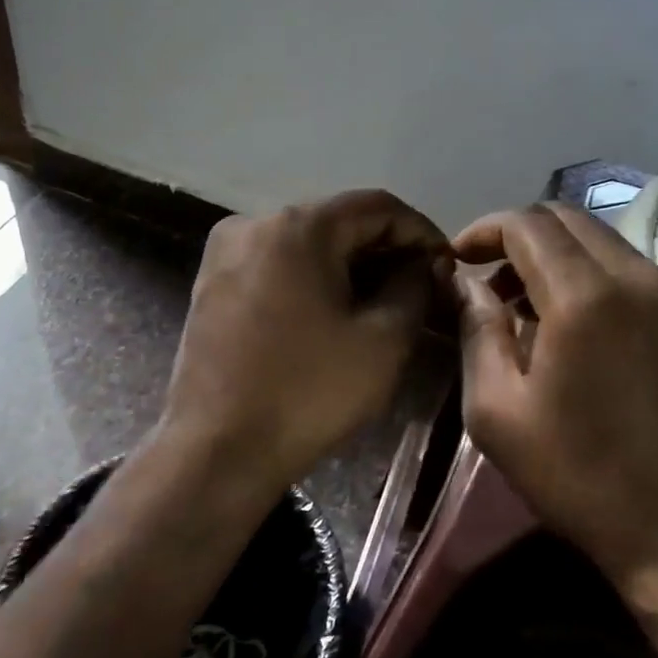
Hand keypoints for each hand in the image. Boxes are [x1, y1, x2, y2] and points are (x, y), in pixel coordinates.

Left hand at [159, 190, 450, 494]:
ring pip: (305, 242)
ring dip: (349, 264)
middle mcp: (254, 223)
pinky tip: (334, 310)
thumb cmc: (309, 393)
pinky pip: (276, 263)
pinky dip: (312, 277)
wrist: (218, 451)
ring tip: (383, 300)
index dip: (419, 230)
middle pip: (337, 220)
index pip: (376, 206)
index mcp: (298, 227)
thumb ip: (414, 286)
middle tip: (420, 286)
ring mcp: (225, 252)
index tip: (445, 265)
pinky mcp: (211, 282)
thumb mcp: (384, 340)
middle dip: (384, 249)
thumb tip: (423, 264)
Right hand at [454, 203, 657, 583]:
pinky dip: (590, 273)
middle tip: (488, 279)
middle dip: (518, 235)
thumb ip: (476, 330)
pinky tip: (573, 322)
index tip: (457, 260)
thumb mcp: (498, 410)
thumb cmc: (578, 474)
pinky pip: (629, 267)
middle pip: (566, 218)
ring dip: (555, 254)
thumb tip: (465, 282)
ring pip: (600, 240)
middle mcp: (636, 276)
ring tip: (525, 305)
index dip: (483, 230)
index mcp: (584, 296)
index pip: (526, 223)